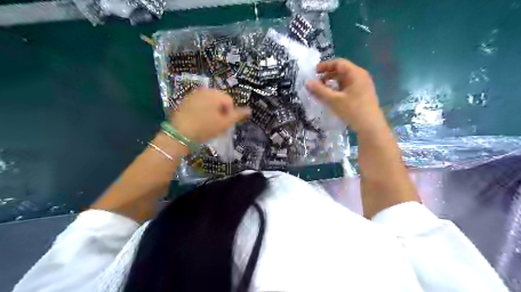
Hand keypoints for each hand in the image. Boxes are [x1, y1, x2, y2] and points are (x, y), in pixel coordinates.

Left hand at [169, 89, 249, 142]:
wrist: (179, 134)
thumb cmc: (205, 128)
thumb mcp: (224, 123)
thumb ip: (238, 115)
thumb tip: (249, 109)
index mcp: (215, 94)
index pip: (229, 101)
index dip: (229, 114)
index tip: (223, 124)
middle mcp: (204, 90)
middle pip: (219, 100)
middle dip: (221, 111)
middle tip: (217, 124)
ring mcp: (193, 95)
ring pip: (209, 102)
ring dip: (212, 111)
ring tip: (207, 123)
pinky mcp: (185, 101)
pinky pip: (199, 104)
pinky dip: (202, 111)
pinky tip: (198, 121)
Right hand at [306, 57, 385, 134]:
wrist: (371, 127)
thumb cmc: (353, 110)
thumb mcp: (334, 100)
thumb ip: (320, 91)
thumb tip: (307, 83)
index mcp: (356, 73)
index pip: (339, 63)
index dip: (325, 65)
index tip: (314, 72)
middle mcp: (361, 76)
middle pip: (342, 70)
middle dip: (328, 74)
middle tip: (316, 82)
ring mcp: (363, 85)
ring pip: (344, 79)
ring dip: (332, 82)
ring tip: (322, 90)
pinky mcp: (362, 94)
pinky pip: (348, 87)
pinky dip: (338, 89)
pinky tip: (332, 97)